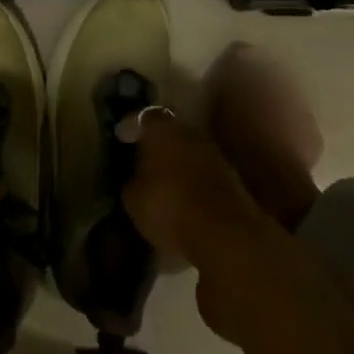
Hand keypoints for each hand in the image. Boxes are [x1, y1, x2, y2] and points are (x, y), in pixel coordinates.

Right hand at [122, 110, 267, 264]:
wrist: (226, 236)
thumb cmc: (169, 207)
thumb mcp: (133, 198)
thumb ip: (132, 180)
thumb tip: (136, 178)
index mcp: (162, 129)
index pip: (143, 117)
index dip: (131, 126)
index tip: (122, 137)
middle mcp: (190, 133)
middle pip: (170, 131)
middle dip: (157, 142)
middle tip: (142, 156)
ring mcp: (215, 155)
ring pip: (189, 151)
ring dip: (177, 161)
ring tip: (162, 179)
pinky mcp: (232, 180)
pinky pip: (203, 171)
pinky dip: (192, 179)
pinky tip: (183, 195)